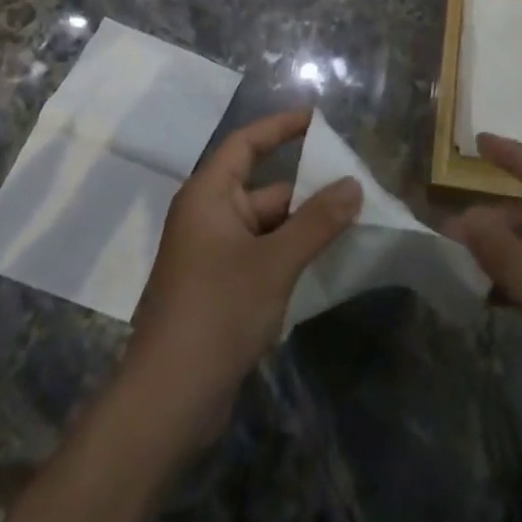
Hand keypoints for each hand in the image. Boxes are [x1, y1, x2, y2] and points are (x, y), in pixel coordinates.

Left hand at [124, 108, 361, 450]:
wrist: (167, 402)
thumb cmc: (218, 312)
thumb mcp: (275, 261)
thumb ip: (318, 221)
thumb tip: (354, 184)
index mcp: (208, 195)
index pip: (246, 143)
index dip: (281, 127)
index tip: (318, 120)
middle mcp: (207, 217)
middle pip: (264, 187)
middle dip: (307, 188)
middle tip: (354, 185)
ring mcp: (212, 256)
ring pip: (266, 225)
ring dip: (303, 225)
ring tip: (352, 220)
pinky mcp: (219, 290)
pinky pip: (262, 255)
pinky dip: (290, 253)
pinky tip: (325, 261)